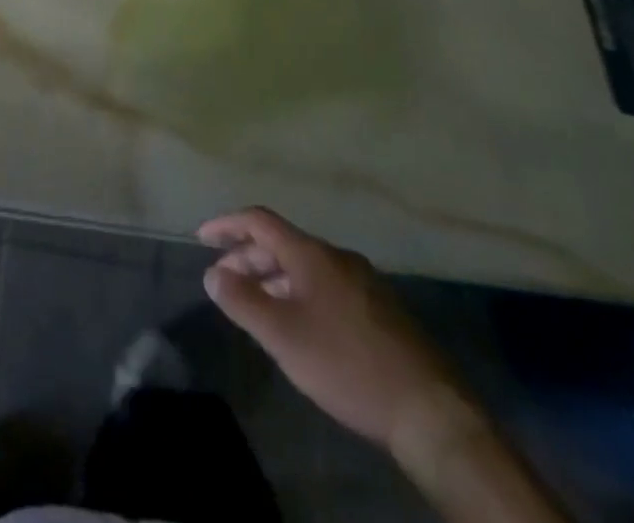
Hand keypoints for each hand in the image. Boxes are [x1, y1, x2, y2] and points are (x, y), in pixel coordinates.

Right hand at [199, 207, 474, 456]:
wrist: (431, 412)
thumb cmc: (346, 364)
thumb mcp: (283, 336)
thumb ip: (243, 301)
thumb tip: (212, 274)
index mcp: (312, 254)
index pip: (260, 221)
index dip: (227, 225)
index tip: (203, 238)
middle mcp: (338, 257)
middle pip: (283, 243)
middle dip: (249, 258)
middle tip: (225, 282)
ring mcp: (365, 282)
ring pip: (306, 267)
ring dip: (274, 278)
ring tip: (256, 306)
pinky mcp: (382, 310)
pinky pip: (327, 286)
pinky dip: (300, 293)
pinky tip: (300, 326)